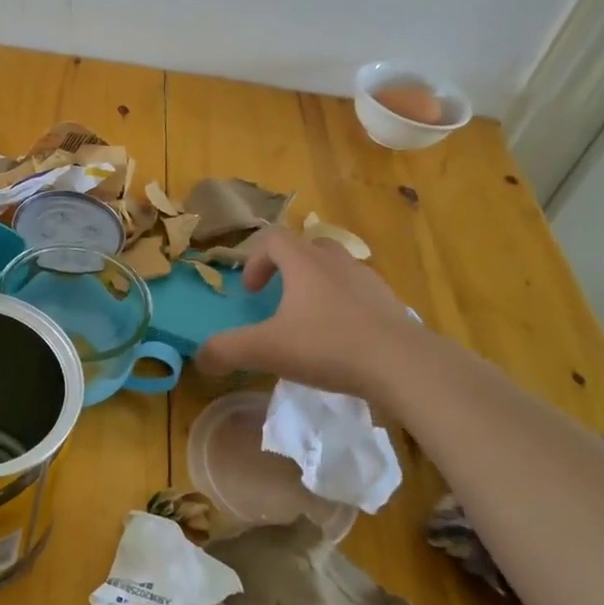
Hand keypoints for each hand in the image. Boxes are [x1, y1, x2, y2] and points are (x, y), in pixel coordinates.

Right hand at [194, 226, 418, 392]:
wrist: (403, 365)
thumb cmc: (328, 346)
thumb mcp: (267, 350)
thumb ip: (227, 350)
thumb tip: (200, 358)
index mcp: (304, 263)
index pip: (273, 239)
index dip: (255, 260)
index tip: (251, 292)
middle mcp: (336, 262)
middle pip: (308, 247)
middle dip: (289, 268)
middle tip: (280, 298)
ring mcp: (369, 282)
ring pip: (337, 270)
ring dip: (318, 287)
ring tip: (311, 321)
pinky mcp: (392, 305)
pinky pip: (361, 295)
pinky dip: (346, 308)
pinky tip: (343, 341)